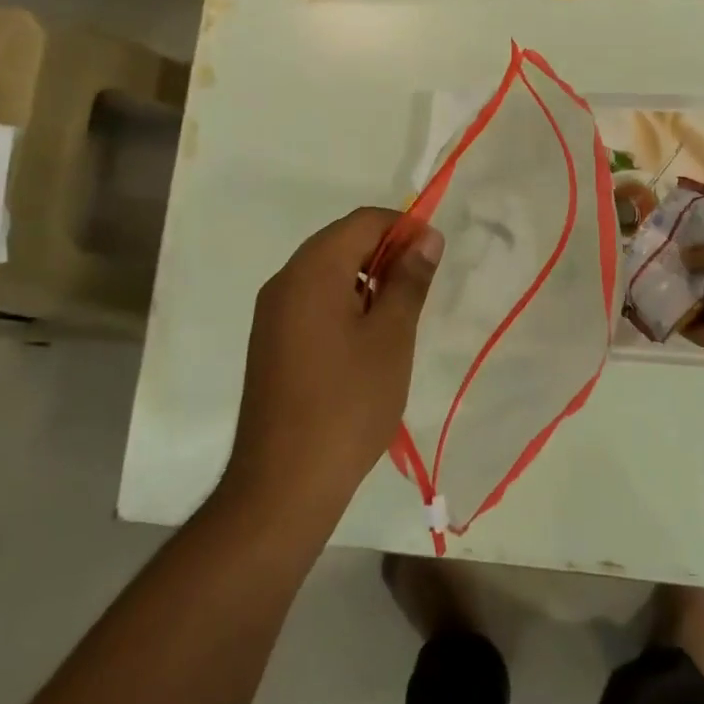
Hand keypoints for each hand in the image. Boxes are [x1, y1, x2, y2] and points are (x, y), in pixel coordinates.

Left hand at [228, 207, 442, 519]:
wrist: (283, 483)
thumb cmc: (348, 403)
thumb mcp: (392, 336)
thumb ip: (409, 280)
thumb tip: (426, 236)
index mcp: (312, 270)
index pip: (363, 221)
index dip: (403, 228)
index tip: (433, 256)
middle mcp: (284, 281)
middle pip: (341, 242)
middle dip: (385, 253)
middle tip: (419, 288)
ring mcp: (271, 313)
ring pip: (326, 273)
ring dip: (365, 279)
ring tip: (398, 317)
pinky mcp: (270, 342)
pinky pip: (311, 301)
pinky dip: (343, 303)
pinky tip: (366, 341)